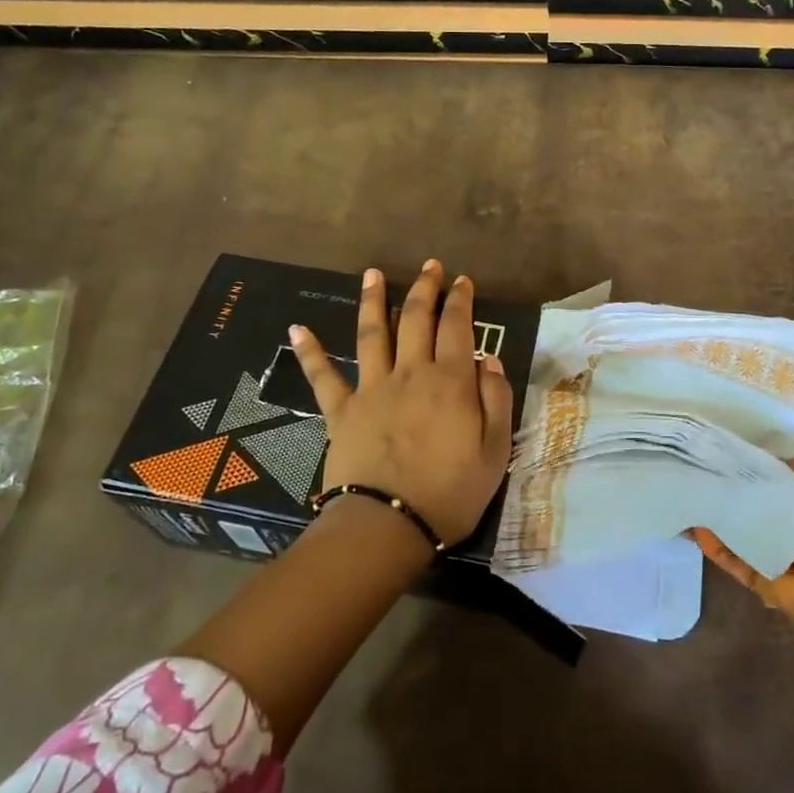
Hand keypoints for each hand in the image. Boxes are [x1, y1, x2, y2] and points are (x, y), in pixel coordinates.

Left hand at [289, 260, 513, 545]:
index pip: (458, 326)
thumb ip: (496, 399)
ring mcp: (372, 388)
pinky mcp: (341, 410)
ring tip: (372, 273)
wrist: (388, 525)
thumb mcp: (495, 451)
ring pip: (372, 333)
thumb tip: (490, 360)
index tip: (463, 281)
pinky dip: (309, 351)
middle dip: (425, 288)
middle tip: (430, 266)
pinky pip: (323, 376)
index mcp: (450, 381)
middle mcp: (410, 373)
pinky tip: (297, 328)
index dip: (461, 300)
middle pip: (416, 318)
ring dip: (372, 300)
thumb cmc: (450, 492)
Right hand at [696, 458, 793, 776]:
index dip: (745, 457)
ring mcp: (774, 551)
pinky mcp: (761, 578)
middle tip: (689, 464)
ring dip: (712, 514)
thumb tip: (752, 453)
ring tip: (682, 492)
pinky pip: (733, 558)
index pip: (769, 471)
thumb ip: (788, 466)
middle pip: (749, 498)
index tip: (714, 442)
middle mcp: (790, 521)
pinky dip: (713, 545)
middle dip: (724, 484)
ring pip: (735, 528)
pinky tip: (692, 528)